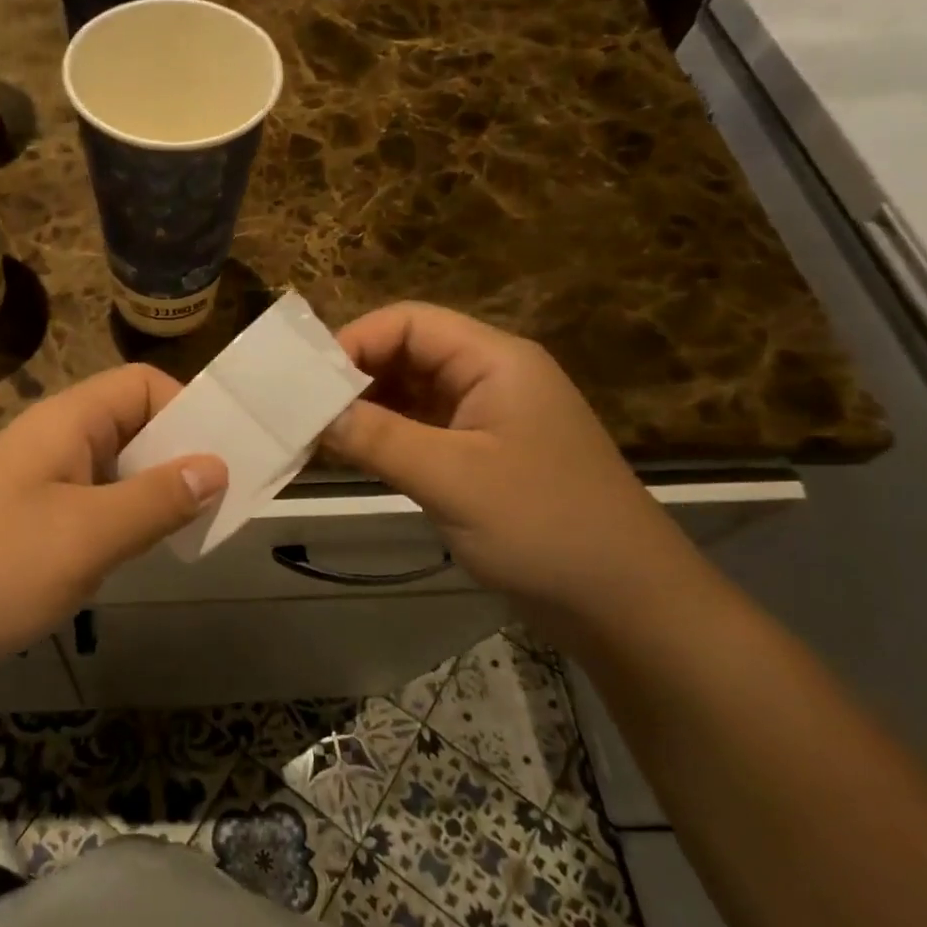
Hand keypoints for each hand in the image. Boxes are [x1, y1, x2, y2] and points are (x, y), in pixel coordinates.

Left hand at [0, 364, 226, 680]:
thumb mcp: (89, 535)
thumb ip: (156, 499)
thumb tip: (215, 466)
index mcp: (66, 422)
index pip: (141, 384)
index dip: (187, 408)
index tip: (223, 456)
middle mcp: (52, 441)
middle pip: (131, 424)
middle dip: (178, 455)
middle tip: (220, 500)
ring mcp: (36, 482)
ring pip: (113, 469)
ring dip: (152, 492)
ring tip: (190, 530)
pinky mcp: (26, 523)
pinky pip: (90, 505)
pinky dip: (122, 521)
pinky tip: (136, 555)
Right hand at [321, 303, 701, 626]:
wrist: (625, 603)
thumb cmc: (544, 526)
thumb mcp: (452, 478)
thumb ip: (378, 438)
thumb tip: (313, 412)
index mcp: (495, 361)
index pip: (410, 323)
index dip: (354, 341)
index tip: (306, 381)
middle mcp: (490, 377)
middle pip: (407, 353)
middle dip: (354, 376)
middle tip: (301, 409)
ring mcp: (487, 418)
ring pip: (410, 393)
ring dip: (365, 409)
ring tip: (314, 433)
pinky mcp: (480, 456)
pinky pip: (420, 430)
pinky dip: (384, 437)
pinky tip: (350, 455)